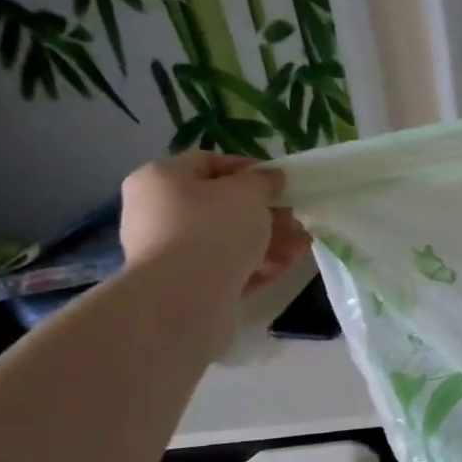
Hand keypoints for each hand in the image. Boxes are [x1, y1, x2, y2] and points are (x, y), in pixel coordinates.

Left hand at [119, 153, 309, 298]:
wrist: (183, 299)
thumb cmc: (212, 229)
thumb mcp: (248, 192)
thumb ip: (263, 180)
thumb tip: (271, 178)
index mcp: (162, 179)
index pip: (208, 163)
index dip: (249, 169)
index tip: (280, 182)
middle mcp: (159, 213)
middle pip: (222, 205)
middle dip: (266, 211)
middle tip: (296, 217)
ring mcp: (172, 252)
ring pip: (230, 239)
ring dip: (270, 239)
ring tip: (302, 244)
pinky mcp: (188, 285)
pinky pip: (229, 267)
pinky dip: (258, 264)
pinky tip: (288, 264)